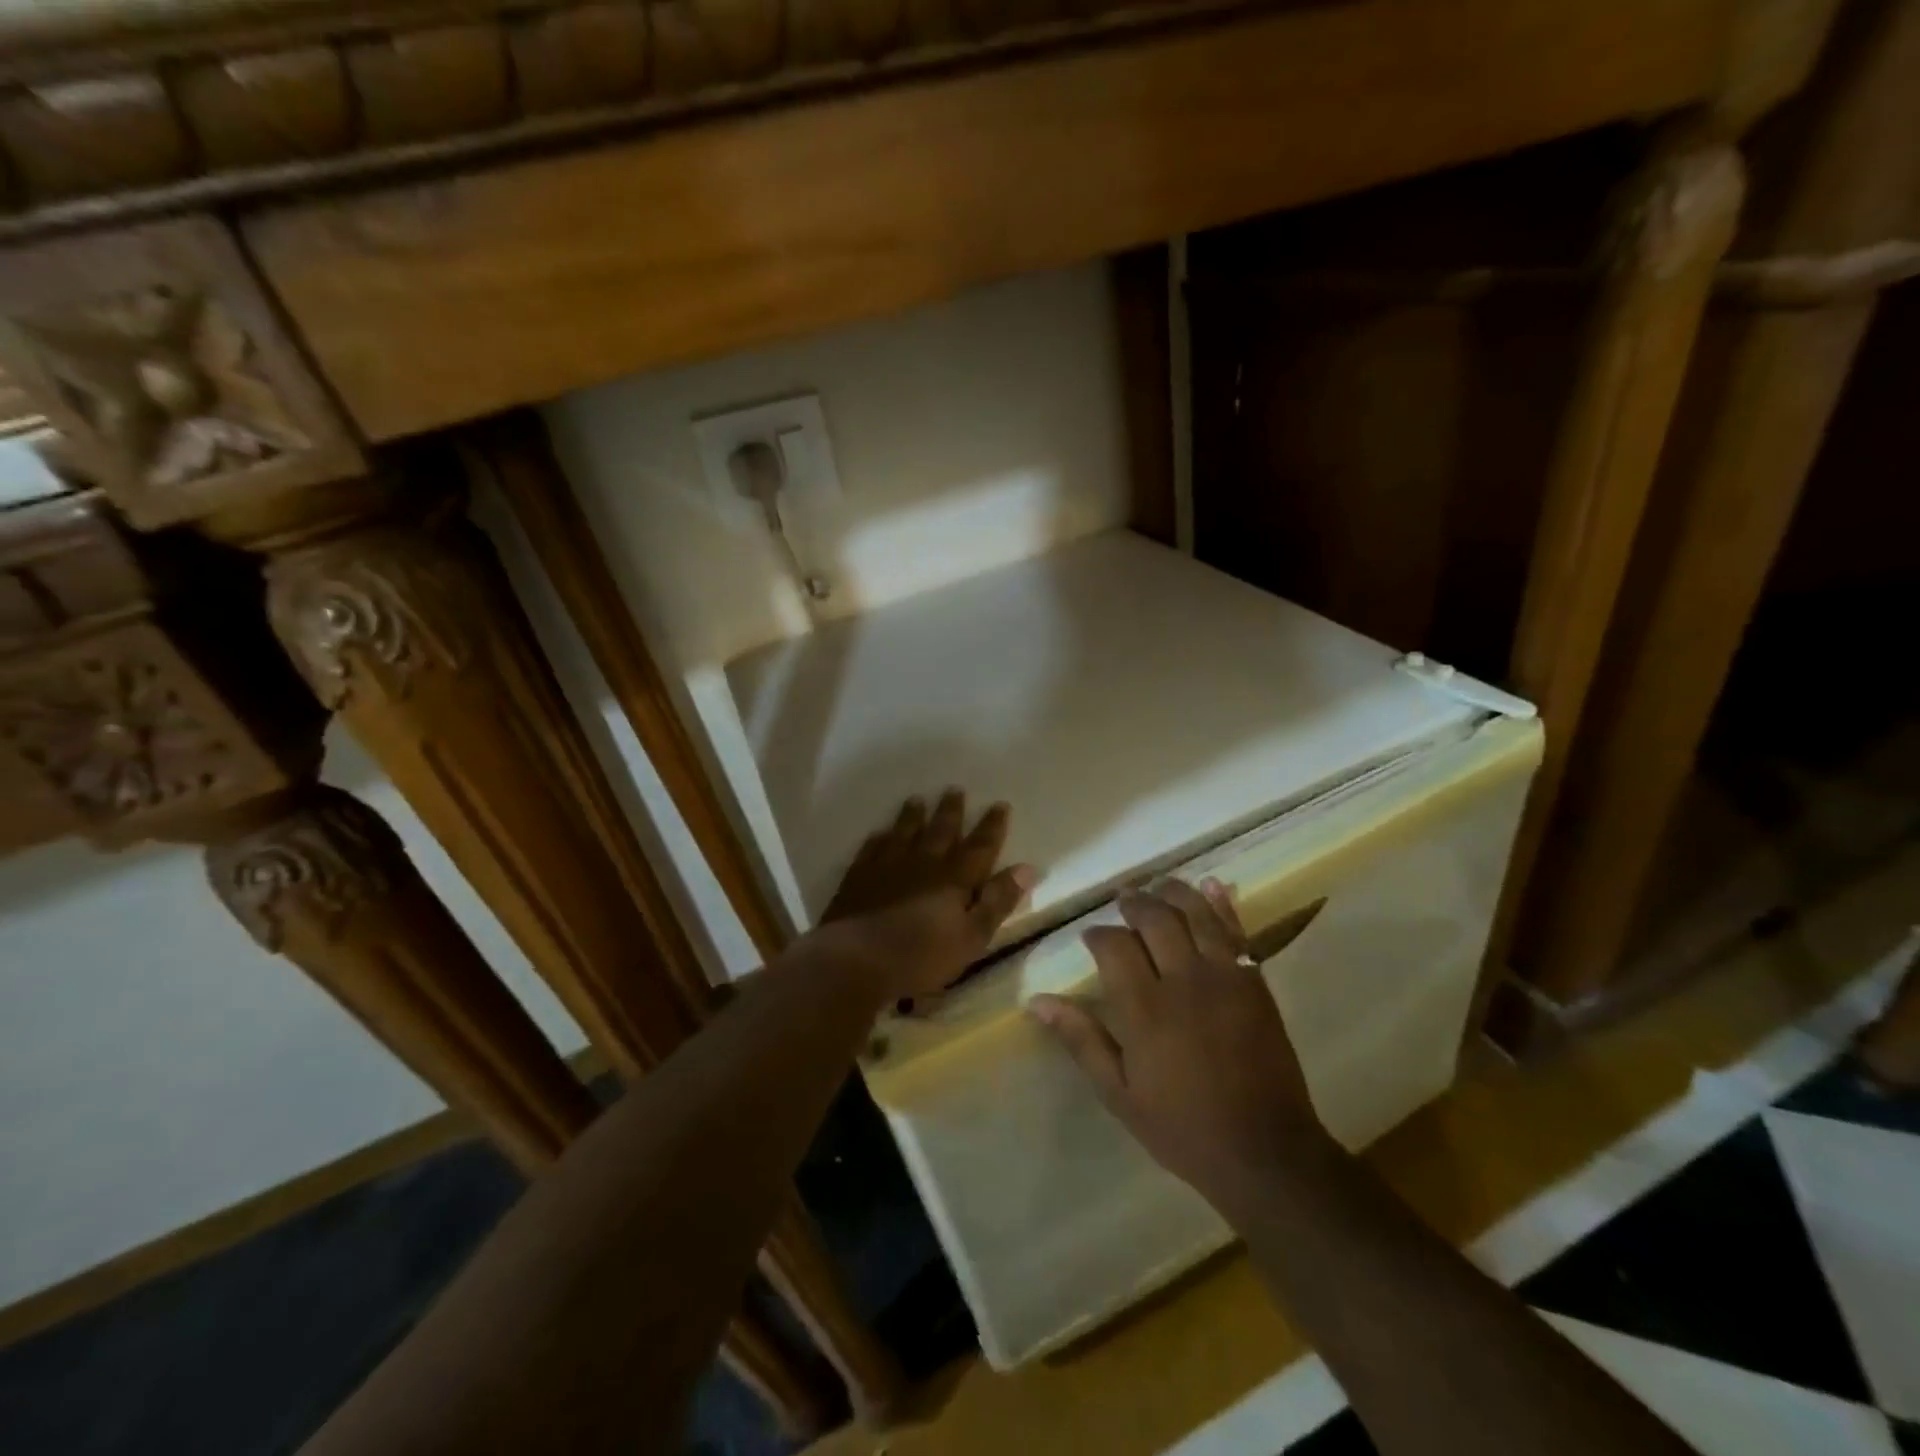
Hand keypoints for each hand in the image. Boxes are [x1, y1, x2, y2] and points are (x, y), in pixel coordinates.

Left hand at [814, 790, 1033, 1004]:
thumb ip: (997, 902)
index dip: (991, 827)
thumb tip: (1026, 869)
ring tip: (917, 799)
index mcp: (954, 878)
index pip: (979, 847)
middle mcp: (923, 863)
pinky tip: (878, 833)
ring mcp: (887, 866)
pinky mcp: (858, 877)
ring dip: (912, 816)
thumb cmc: (920, 956)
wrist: (856, 958)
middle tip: (955, 789)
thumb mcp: (971, 937)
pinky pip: (871, 849)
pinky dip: (877, 839)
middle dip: (951, 811)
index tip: (1000, 804)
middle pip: (940, 830)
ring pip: (904, 832)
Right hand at [1029, 880, 1327, 1214]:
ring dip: (1174, 892)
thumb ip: (1081, 1040)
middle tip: (1124, 899)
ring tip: (1158, 885)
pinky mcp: (1255, 982)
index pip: (1114, 946)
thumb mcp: (1119, 1094)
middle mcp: (1183, 981)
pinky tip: (1211, 886)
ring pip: (1195, 914)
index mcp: (1144, 1009)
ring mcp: (1224, 977)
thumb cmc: (1183, 1127)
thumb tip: (1038, 1001)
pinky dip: (1222, 904)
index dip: (1098, 934)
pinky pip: (1236, 931)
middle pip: (1155, 919)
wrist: (1265, 1153)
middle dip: (1134, 902)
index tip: (1091, 936)